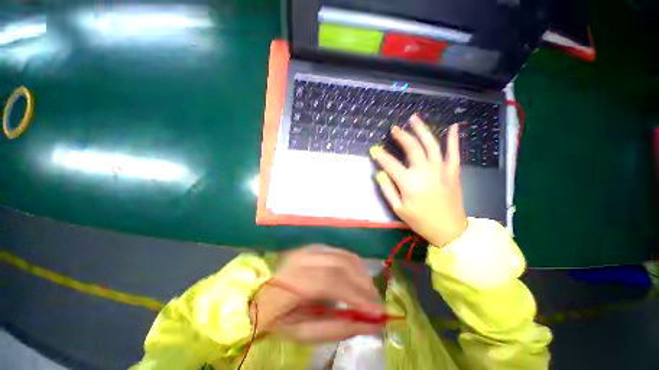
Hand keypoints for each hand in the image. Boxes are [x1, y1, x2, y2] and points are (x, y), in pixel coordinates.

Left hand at [252, 245, 383, 341]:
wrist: (262, 294)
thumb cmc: (280, 318)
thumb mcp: (304, 333)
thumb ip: (338, 329)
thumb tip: (372, 325)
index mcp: (292, 281)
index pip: (330, 282)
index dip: (355, 295)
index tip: (376, 312)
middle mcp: (302, 258)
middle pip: (340, 265)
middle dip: (363, 284)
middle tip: (377, 303)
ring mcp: (308, 249)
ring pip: (343, 256)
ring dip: (361, 273)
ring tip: (370, 293)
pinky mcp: (314, 247)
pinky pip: (340, 252)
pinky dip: (354, 265)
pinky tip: (359, 278)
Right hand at [370, 115, 467, 246]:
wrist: (450, 230)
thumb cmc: (420, 220)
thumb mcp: (398, 209)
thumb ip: (387, 189)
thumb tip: (379, 173)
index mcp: (409, 182)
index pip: (390, 163)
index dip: (380, 155)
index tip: (374, 150)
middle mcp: (424, 171)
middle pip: (412, 147)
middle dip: (401, 136)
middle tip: (394, 129)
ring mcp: (441, 169)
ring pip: (431, 144)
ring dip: (422, 130)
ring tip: (414, 119)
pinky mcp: (453, 171)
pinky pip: (454, 152)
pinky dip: (453, 139)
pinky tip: (453, 126)